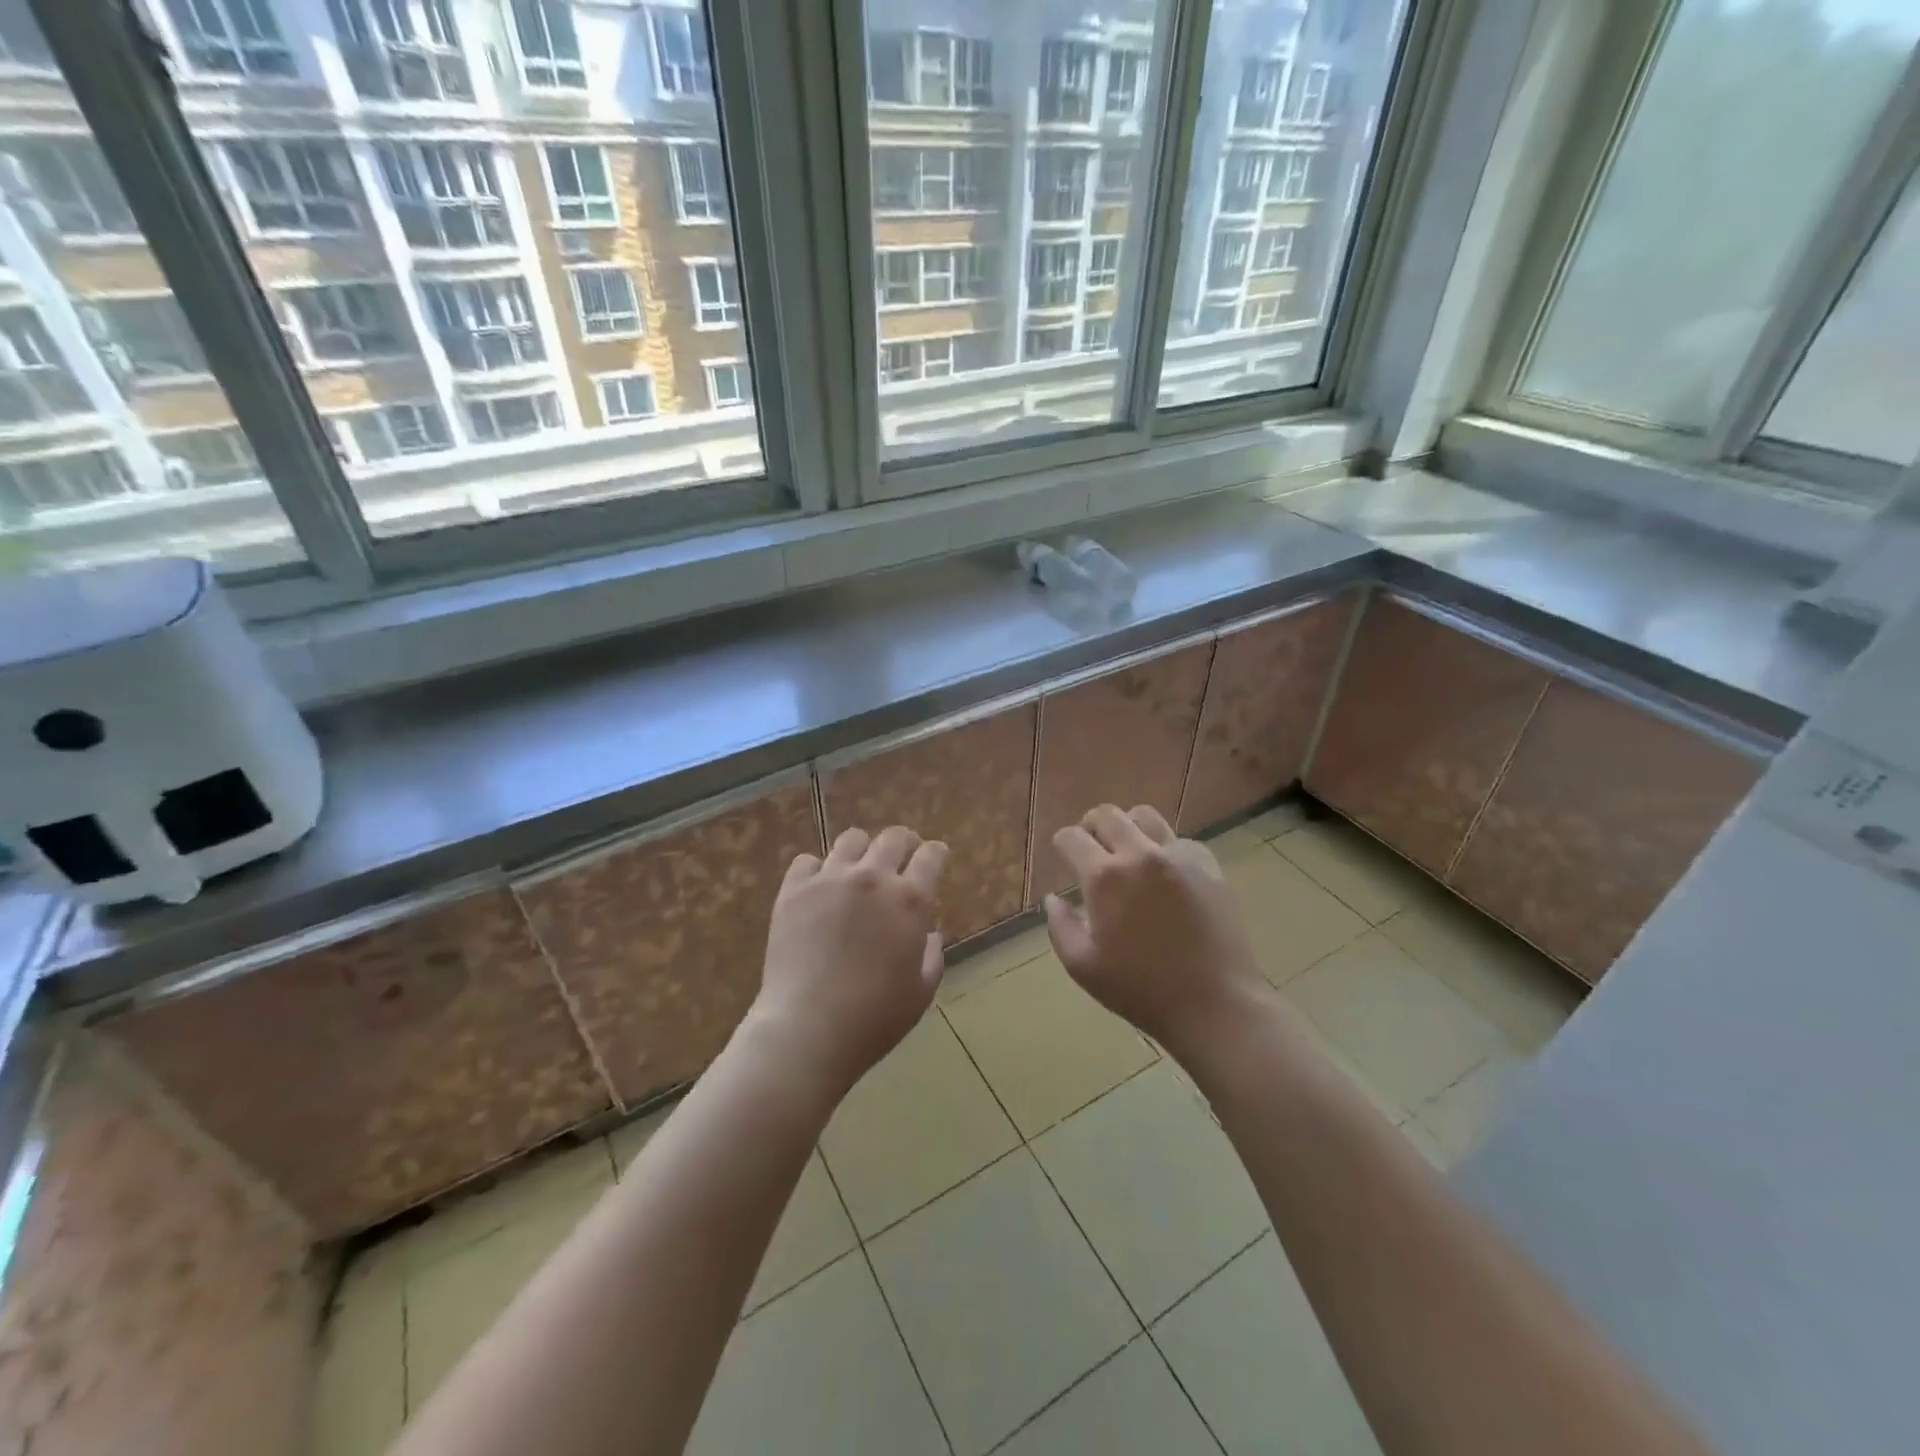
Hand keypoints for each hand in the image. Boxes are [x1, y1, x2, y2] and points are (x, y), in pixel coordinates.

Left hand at [747, 826, 947, 1099]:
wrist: (808, 1028)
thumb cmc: (874, 1017)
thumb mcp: (921, 992)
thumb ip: (931, 955)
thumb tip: (927, 932)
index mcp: (910, 900)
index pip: (931, 856)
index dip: (936, 854)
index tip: (935, 857)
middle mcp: (872, 878)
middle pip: (893, 837)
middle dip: (904, 843)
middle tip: (901, 857)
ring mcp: (830, 879)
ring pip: (852, 839)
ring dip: (862, 851)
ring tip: (858, 870)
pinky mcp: (794, 890)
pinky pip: (807, 861)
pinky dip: (817, 871)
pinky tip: (819, 890)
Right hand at [1045, 805, 1270, 1057]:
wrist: (1214, 1004)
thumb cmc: (1141, 990)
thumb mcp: (1083, 967)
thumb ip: (1060, 926)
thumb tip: (1053, 899)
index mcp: (1105, 877)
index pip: (1072, 837)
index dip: (1062, 845)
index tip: (1063, 857)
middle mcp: (1140, 855)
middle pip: (1107, 814)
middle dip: (1091, 827)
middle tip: (1091, 850)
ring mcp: (1178, 857)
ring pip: (1145, 816)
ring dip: (1128, 828)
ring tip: (1127, 853)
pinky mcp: (1208, 866)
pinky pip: (1179, 840)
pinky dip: (1164, 849)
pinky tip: (1164, 875)